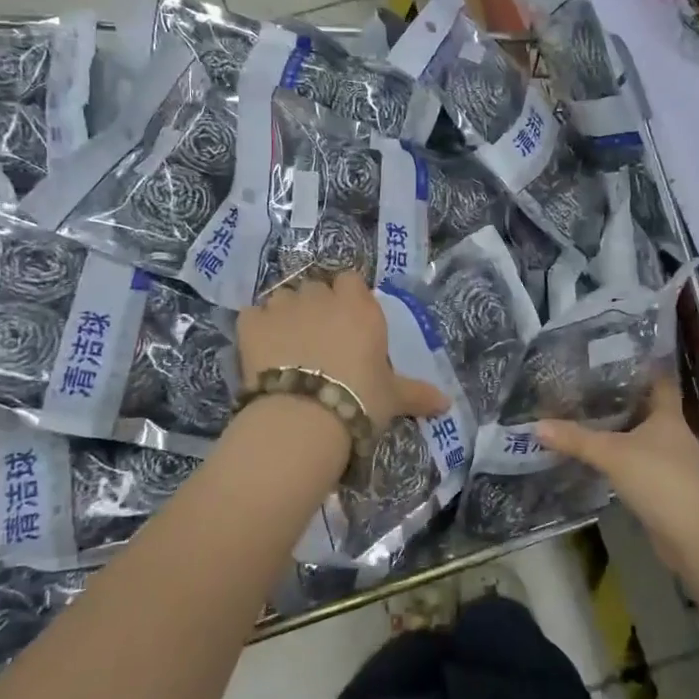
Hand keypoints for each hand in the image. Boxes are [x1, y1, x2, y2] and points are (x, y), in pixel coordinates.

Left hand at [236, 271, 448, 435]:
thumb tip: (447, 404)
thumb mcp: (393, 398)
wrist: (304, 417)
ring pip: (283, 297)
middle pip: (316, 287)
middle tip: (319, 339)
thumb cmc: (360, 400)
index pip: (351, 281)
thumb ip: (418, 394)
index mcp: (359, 307)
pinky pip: (253, 315)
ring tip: (287, 345)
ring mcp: (283, 307)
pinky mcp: (251, 324)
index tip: (348, 322)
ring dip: (286, 314)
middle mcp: (321, 298)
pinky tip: (260, 351)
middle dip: (316, 306)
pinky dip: (256, 328)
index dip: (348, 298)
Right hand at [535, 378, 698, 571]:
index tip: (620, 357)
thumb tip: (537, 425)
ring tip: (588, 420)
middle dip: (623, 400)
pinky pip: (639, 465)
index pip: (661, 382)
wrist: (695, 536)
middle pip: (649, 409)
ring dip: (621, 432)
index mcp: (668, 417)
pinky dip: (622, 460)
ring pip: (643, 439)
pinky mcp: (666, 489)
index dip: (645, 368)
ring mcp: (672, 463)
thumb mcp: (612, 455)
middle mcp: (673, 435)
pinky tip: (600, 460)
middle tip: (589, 388)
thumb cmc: (660, 480)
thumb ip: (576, 439)